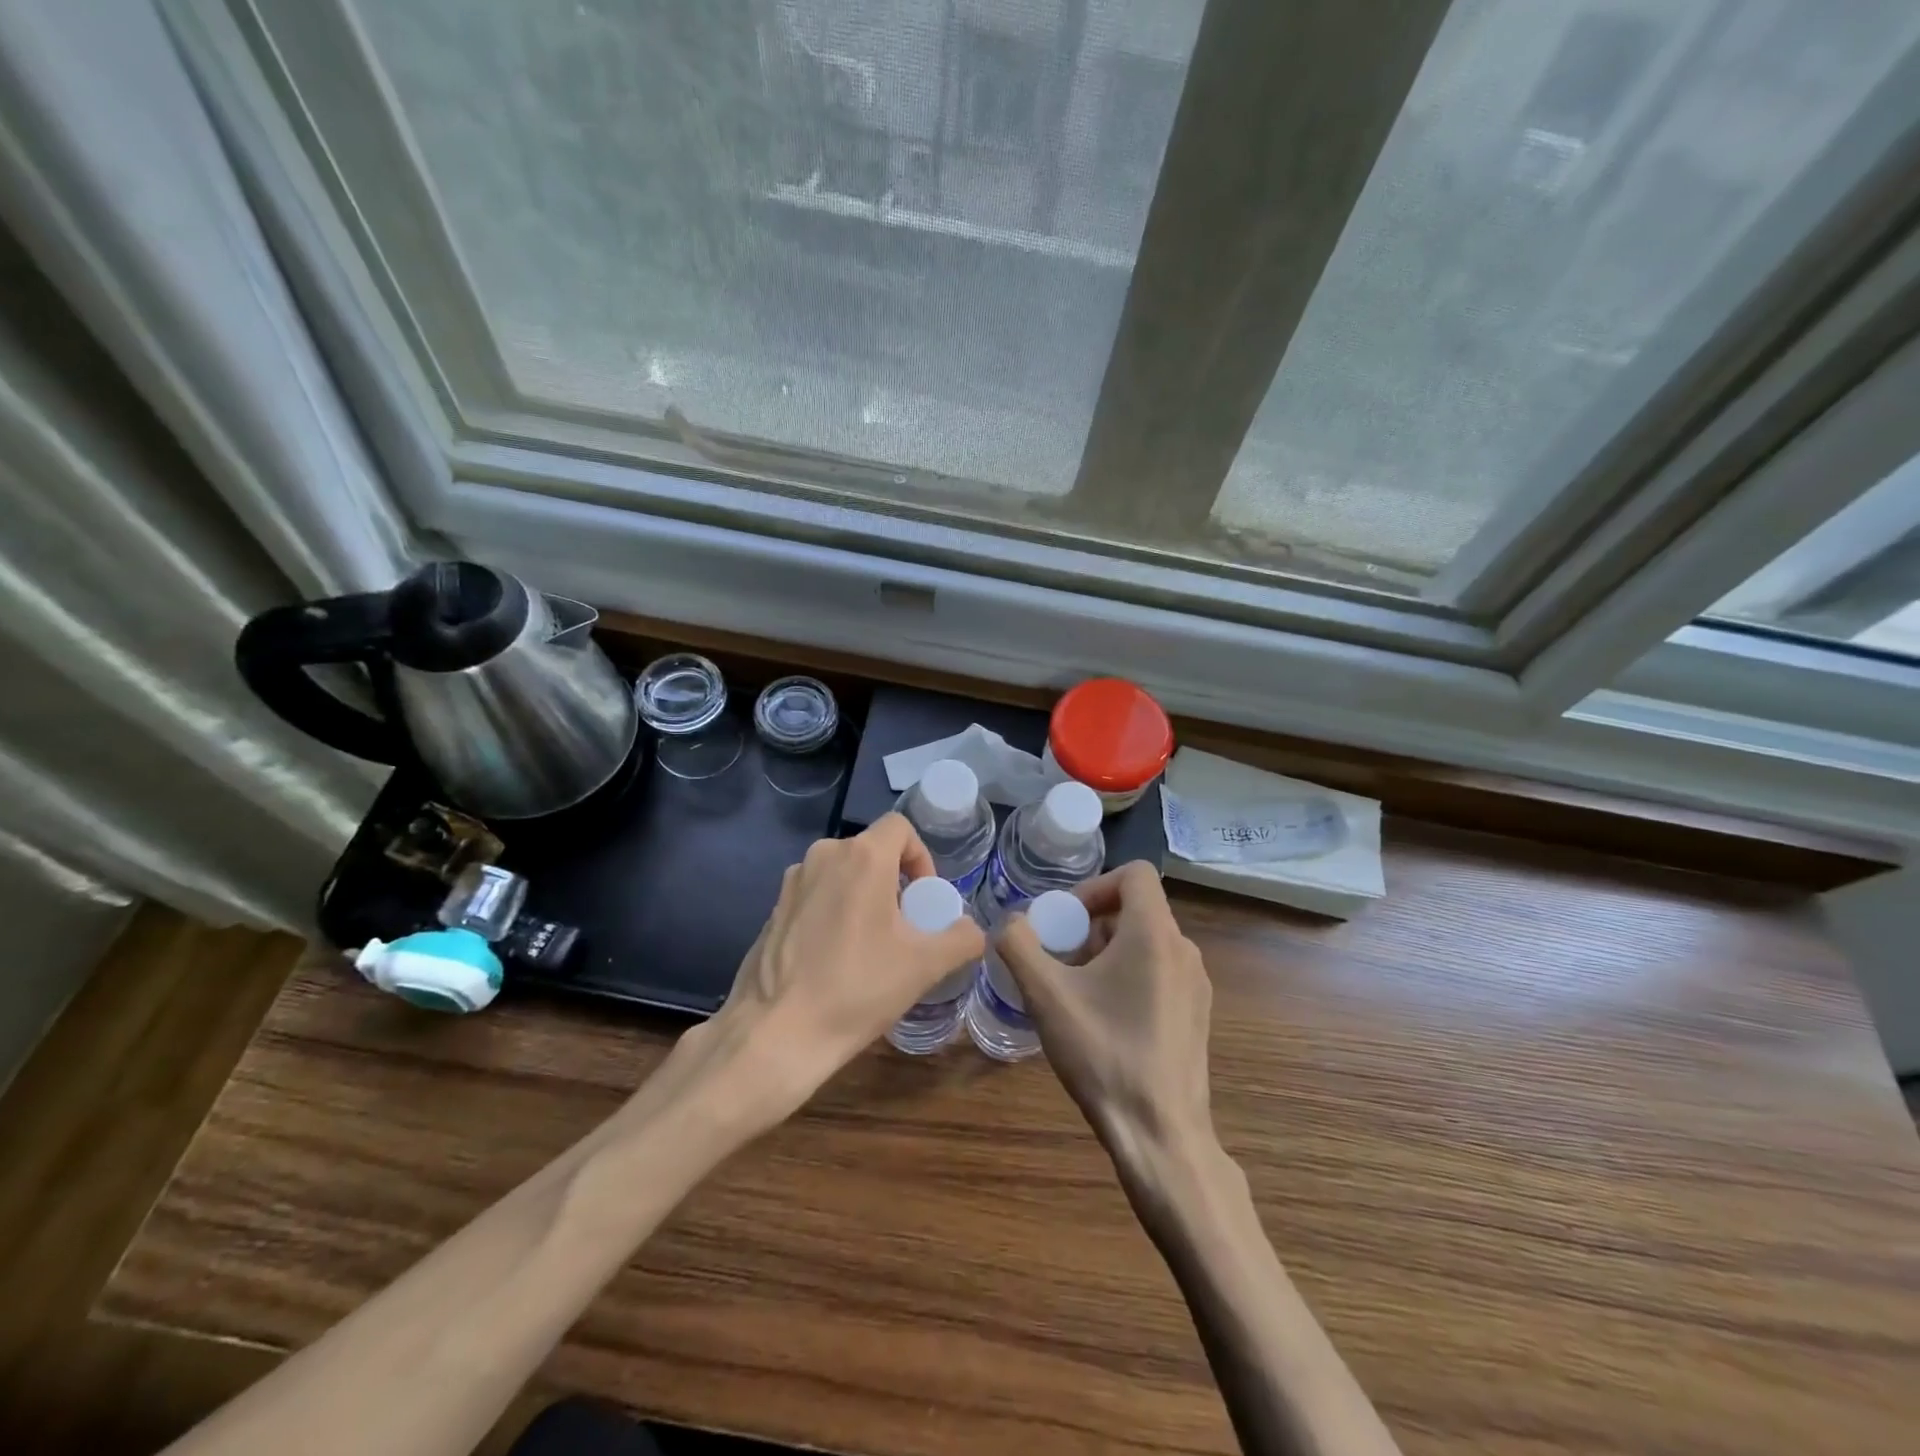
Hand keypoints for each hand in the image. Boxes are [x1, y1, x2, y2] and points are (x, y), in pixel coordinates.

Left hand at [681, 814, 984, 1128]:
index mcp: (861, 857)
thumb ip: (961, 938)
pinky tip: (835, 959)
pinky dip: (834, 912)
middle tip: (904, 928)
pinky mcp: (773, 909)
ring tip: (871, 946)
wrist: (775, 1034)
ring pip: (842, 874)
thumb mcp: (925, 966)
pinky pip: (816, 895)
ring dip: (864, 897)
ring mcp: (792, 882)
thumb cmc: (856, 989)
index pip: (901, 828)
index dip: (921, 857)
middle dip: (894, 881)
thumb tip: (972, 930)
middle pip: (871, 851)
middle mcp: (823, 856)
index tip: (924, 899)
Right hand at [996, 862, 1214, 1171]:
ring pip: (1146, 942)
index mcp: (1155, 934)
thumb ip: (1019, 945)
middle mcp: (1184, 950)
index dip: (1094, 885)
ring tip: (1075, 990)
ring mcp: (1196, 984)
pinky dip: (1127, 975)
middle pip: (1136, 909)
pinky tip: (1102, 1018)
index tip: (1065, 919)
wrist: (1159, 1134)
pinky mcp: (1196, 1014)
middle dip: (1091, 924)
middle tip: (1060, 957)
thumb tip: (1010, 923)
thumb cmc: (1103, 1053)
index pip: (1136, 874)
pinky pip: (1159, 972)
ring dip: (1106, 951)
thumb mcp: (1046, 995)